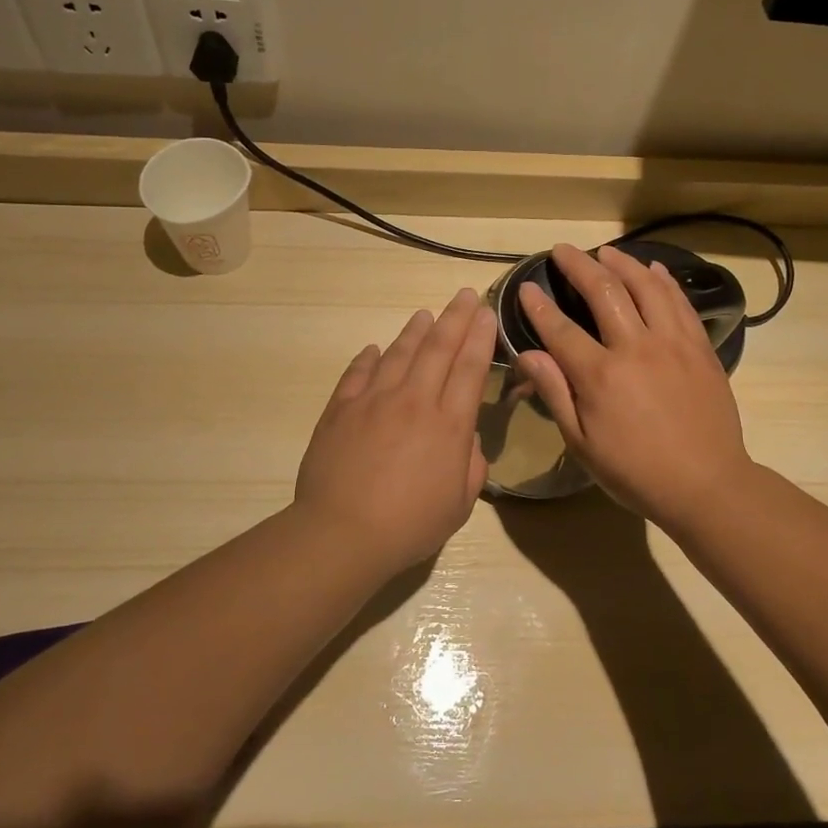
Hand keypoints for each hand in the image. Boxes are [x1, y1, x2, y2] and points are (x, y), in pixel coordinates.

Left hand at [294, 287, 497, 569]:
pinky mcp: (341, 409)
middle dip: (455, 318)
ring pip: (399, 353)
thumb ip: (471, 466)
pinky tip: (375, 349)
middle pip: (438, 348)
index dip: (480, 337)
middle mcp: (414, 401)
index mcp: (449, 424)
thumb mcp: (459, 504)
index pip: (470, 368)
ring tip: (424, 314)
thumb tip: (467, 439)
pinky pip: (358, 374)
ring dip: (415, 331)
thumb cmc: (409, 525)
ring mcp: (373, 400)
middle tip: (465, 295)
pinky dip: (369, 358)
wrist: (342, 533)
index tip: (486, 313)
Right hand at [514, 243, 757, 526]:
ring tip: (605, 252)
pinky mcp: (700, 347)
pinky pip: (680, 303)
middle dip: (578, 265)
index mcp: (600, 375)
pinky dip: (664, 281)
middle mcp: (636, 347)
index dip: (538, 306)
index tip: (525, 287)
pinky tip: (653, 270)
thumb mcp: (582, 443)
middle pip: (603, 291)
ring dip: (622, 264)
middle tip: (562, 250)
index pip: (560, 328)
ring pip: (646, 286)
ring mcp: (673, 343)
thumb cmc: (635, 472)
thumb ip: (555, 393)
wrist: (706, 486)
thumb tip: (528, 354)